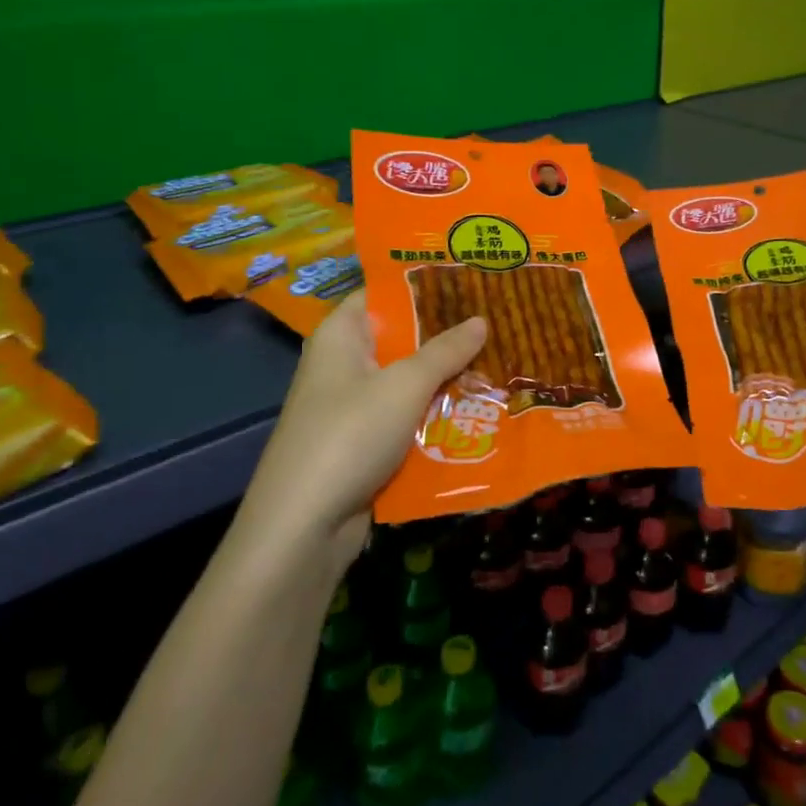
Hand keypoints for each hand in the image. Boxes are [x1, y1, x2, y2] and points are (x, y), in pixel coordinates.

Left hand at [237, 292, 485, 572]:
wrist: (304, 526)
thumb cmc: (350, 435)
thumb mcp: (405, 385)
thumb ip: (445, 350)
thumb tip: (481, 319)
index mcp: (341, 335)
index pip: (384, 293)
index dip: (425, 284)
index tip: (471, 279)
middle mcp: (344, 363)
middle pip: (401, 337)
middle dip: (447, 334)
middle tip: (499, 321)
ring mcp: (353, 405)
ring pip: (408, 380)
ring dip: (447, 377)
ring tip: (501, 361)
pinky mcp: (364, 442)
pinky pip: (406, 416)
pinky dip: (435, 413)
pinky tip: (478, 409)